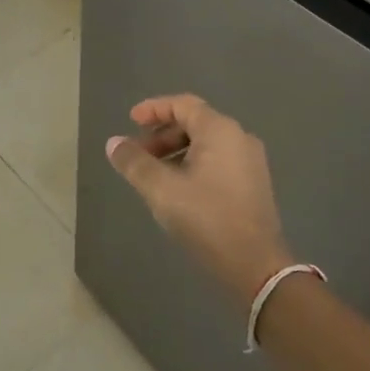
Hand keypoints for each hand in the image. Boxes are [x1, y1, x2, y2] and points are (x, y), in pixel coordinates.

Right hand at [105, 94, 295, 309]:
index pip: (182, 104)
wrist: (255, 266)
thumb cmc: (207, 219)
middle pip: (194, 122)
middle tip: (138, 155)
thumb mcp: (161, 190)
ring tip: (153, 174)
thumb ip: (134, 163)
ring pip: (206, 143)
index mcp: (220, 130)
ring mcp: (250, 161)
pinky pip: (218, 160)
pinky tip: (177, 189)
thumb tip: (113, 143)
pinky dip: (193, 164)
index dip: (153, 109)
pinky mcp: (253, 184)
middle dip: (162, 135)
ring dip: (176, 151)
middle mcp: (239, 138)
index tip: (130, 121)